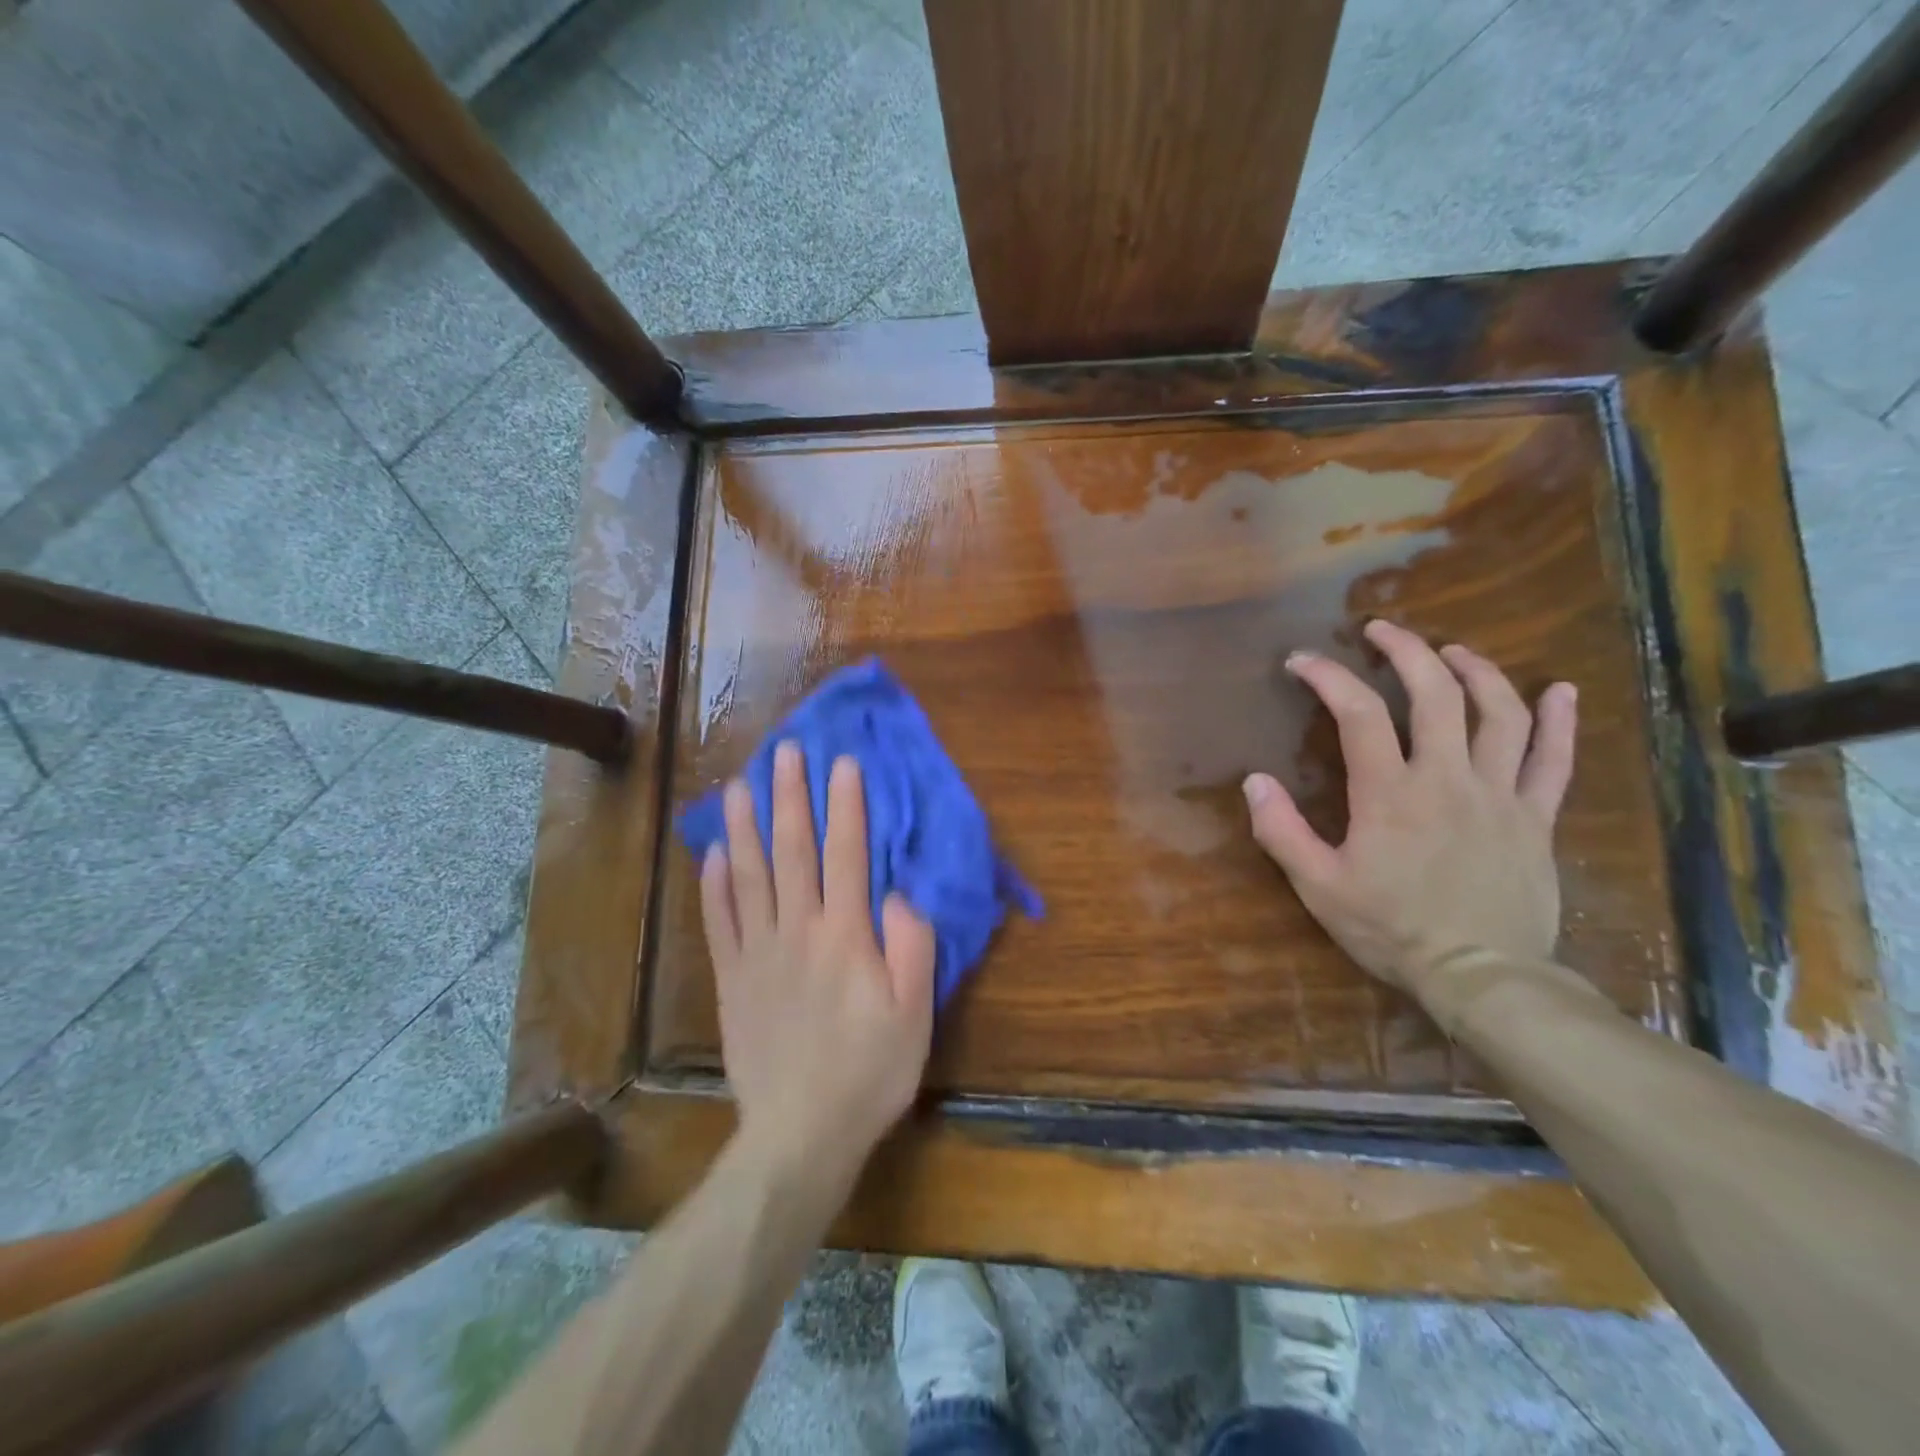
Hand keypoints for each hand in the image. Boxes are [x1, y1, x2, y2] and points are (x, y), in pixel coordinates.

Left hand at [700, 742, 935, 1189]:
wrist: (800, 1134)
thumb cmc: (869, 1072)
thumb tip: (898, 893)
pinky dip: (714, 885)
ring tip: (738, 786)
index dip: (845, 805)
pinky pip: (719, 922)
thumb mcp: (914, 1014)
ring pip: (748, 876)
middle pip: (792, 851)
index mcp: (845, 936)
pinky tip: (713, 854)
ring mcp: (758, 953)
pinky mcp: (732, 979)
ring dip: (744, 827)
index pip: (846, 854)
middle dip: (789, 797)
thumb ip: (912, 947)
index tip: (842, 762)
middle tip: (784, 752)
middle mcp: (797, 931)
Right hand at [1243, 620, 1577, 998]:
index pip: (1359, 714)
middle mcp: (1448, 779)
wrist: (1481, 977)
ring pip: (1500, 713)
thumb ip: (1282, 831)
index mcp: (1390, 793)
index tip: (1301, 661)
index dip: (1329, 677)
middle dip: (1406, 651)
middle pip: (1436, 694)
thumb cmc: (1391, 930)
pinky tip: (1558, 689)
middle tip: (1381, 630)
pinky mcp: (1536, 818)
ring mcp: (1500, 795)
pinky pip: (1555, 760)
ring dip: (1476, 671)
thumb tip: (1254, 781)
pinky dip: (1559, 720)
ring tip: (1453, 650)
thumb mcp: (1318, 887)